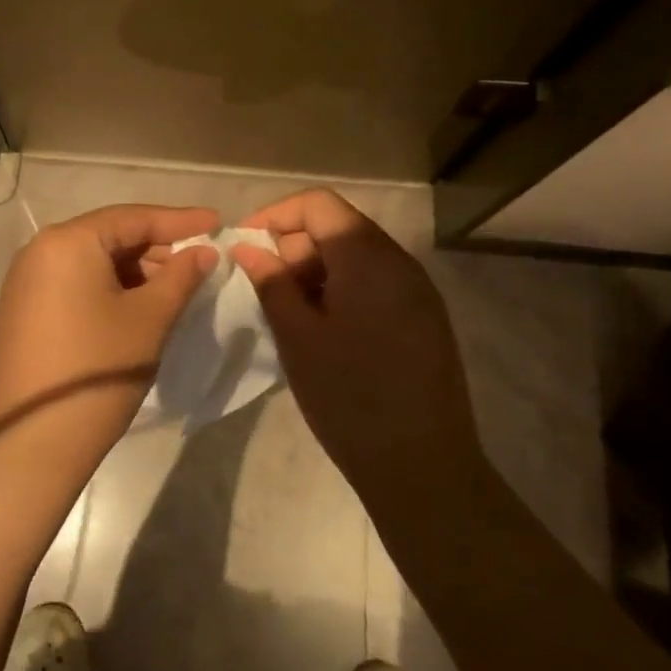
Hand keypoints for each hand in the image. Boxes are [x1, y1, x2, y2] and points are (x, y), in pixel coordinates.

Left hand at [0, 204, 220, 455]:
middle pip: (109, 236)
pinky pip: (73, 283)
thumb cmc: (100, 368)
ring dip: (134, 269)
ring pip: (91, 261)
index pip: (133, 217)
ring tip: (173, 287)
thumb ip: (181, 276)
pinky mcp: (22, 310)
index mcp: (67, 241)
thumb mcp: (150, 318)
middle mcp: (39, 250)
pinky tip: (136, 305)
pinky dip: (108, 287)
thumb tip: (203, 251)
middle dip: (156, 247)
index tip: (217, 221)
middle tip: (199, 260)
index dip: (180, 220)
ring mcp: (25, 281)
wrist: (35, 439)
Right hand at [230, 189, 481, 485]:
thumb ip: (271, 283)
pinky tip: (324, 331)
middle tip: (265, 290)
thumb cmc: (350, 397)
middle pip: (338, 226)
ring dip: (315, 273)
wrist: (423, 467)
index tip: (245, 247)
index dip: (276, 215)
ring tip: (290, 315)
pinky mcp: (424, 319)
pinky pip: (375, 285)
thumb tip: (247, 247)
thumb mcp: (298, 337)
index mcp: (369, 258)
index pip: (318, 204)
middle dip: (294, 248)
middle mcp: (400, 263)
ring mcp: (418, 292)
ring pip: (356, 258)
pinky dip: (341, 292)